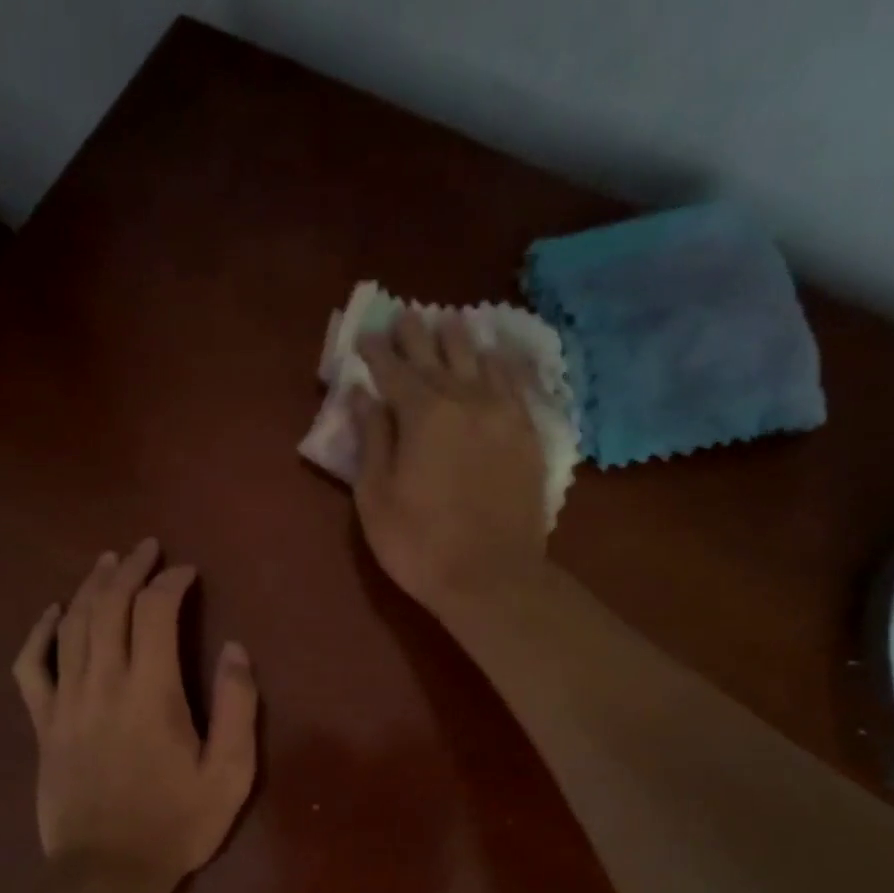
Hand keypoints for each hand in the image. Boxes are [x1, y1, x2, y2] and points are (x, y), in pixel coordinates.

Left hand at [12, 539, 258, 892]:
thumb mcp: (230, 774)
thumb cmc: (175, 824)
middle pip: (110, 606)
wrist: (106, 871)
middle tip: (147, 549)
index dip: (172, 582)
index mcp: (151, 692)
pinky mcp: (42, 724)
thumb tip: (236, 650)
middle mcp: (103, 684)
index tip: (188, 573)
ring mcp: (65, 702)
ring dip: (91, 587)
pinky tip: (52, 613)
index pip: (156, 612)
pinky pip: (31, 666)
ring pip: (72, 625)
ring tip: (108, 562)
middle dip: (130, 569)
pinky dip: (39, 633)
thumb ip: (237, 707)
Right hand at [348, 311, 548, 617]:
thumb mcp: (376, 497)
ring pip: (481, 361)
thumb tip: (364, 396)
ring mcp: (504, 414)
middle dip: (418, 335)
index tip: (367, 336)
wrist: (491, 577)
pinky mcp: (529, 434)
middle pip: (438, 357)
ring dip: (461, 339)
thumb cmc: (419, 544)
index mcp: (424, 414)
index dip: (378, 352)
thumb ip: (372, 440)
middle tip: (406, 315)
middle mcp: (467, 400)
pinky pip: (517, 383)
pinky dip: (503, 363)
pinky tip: (499, 354)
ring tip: (451, 321)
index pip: (395, 371)